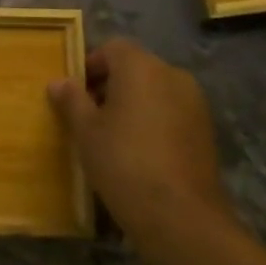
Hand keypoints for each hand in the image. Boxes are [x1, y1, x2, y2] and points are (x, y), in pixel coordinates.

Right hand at [47, 39, 235, 241]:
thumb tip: (59, 82)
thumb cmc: (123, 162)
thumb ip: (71, 100)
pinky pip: (172, 112)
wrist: (180, 216)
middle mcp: (172, 75)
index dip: (90, 65)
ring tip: (113, 136)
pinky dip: (154, 121)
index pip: (113, 48)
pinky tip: (139, 152)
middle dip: (110, 85)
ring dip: (133, 103)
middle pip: (135, 67)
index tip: (75, 94)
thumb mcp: (86, 131)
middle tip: (89, 116)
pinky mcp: (206, 130)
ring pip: (155, 90)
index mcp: (141, 67)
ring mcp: (195, 103)